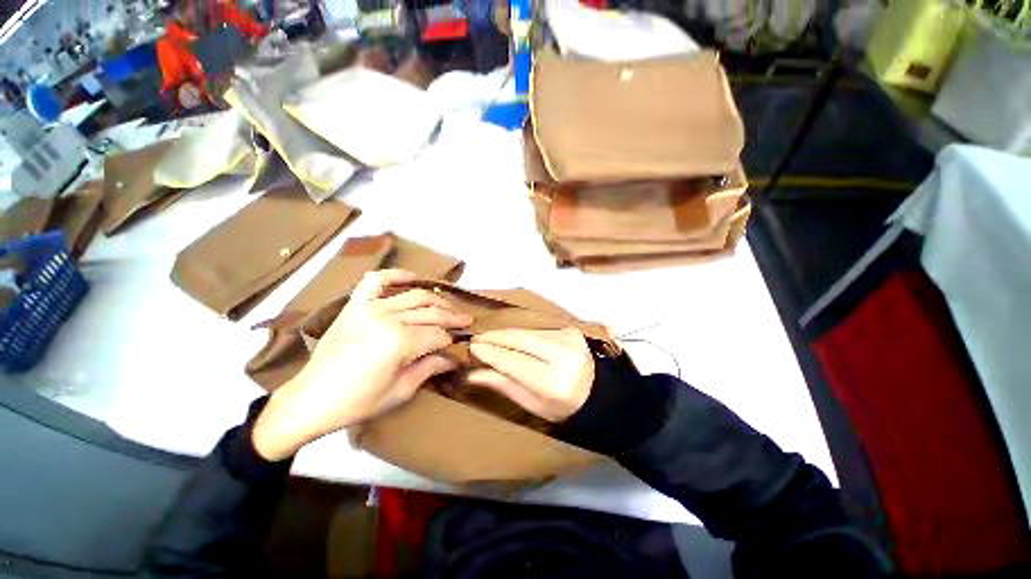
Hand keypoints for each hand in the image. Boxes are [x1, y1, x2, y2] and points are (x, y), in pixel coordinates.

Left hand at [252, 270, 471, 460]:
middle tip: (466, 321)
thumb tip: (454, 358)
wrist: (312, 398)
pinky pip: (376, 281)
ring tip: (448, 306)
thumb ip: (431, 368)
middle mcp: (388, 319)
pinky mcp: (355, 305)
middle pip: (431, 313)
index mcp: (400, 343)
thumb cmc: (359, 401)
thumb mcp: (401, 391)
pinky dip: (395, 275)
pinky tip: (411, 277)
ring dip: (436, 300)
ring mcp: (370, 308)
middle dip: (452, 317)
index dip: (451, 340)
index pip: (438, 335)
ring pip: (414, 296)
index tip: (460, 344)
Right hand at [467, 329, 594, 421]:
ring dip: (506, 333)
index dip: (491, 353)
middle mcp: (563, 355)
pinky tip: (510, 337)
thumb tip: (472, 373)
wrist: (597, 393)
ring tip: (489, 338)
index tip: (472, 347)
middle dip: (495, 337)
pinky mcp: (570, 330)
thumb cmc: (561, 407)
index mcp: (554, 382)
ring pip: (527, 331)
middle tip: (476, 338)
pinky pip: (537, 329)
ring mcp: (569, 339)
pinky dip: (521, 333)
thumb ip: (504, 384)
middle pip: (520, 339)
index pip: (514, 362)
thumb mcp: (531, 404)